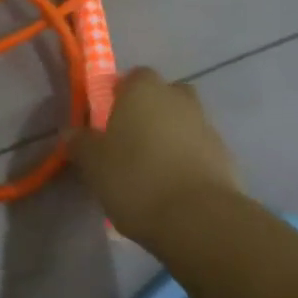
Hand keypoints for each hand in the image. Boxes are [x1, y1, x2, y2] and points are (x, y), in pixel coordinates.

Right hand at [66, 67, 242, 245]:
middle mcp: (178, 98)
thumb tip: (70, 133)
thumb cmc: (136, 179)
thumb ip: (80, 143)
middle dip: (151, 112)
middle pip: (164, 95)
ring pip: (185, 122)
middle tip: (133, 141)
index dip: (121, 94)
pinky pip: (200, 151)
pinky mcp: (226, 158)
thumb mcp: (93, 163)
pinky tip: (175, 189)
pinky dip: (190, 162)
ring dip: (172, 137)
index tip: (110, 118)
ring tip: (154, 171)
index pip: (133, 76)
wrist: (200, 220)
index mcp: (144, 89)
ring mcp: (207, 126)